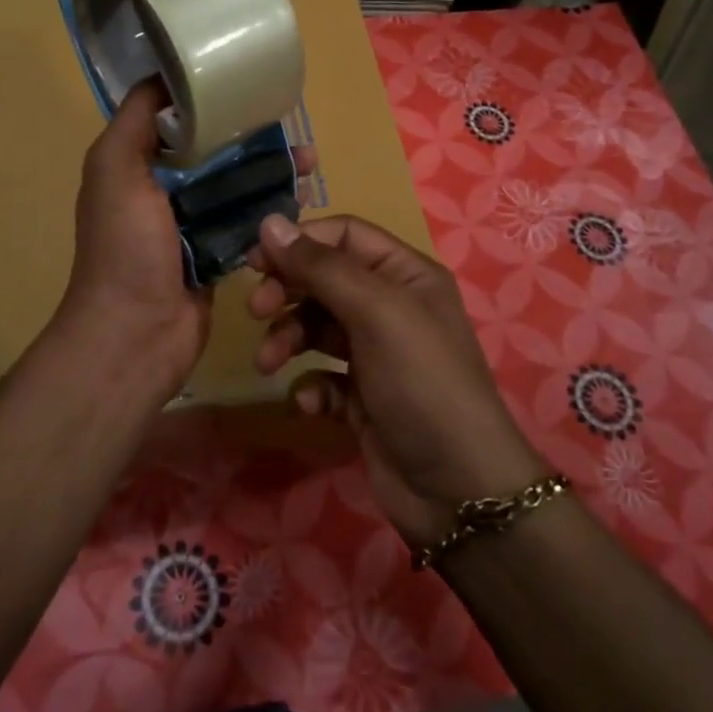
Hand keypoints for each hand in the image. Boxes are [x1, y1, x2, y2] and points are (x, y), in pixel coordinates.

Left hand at [59, 81, 316, 405]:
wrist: (136, 334)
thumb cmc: (125, 247)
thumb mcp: (114, 168)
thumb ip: (135, 120)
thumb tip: (165, 75)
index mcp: (134, 166)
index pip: (175, 121)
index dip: (210, 102)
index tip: (248, 84)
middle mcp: (159, 191)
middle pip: (213, 152)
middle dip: (252, 137)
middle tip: (293, 127)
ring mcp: (190, 225)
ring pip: (235, 186)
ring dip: (270, 171)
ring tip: (311, 161)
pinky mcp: (216, 254)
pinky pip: (247, 222)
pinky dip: (271, 208)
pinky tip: (302, 197)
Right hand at [247, 215, 544, 545]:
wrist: (457, 489)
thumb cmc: (421, 382)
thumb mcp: (376, 312)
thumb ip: (321, 267)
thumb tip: (269, 222)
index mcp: (405, 274)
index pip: (343, 234)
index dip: (299, 241)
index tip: (255, 259)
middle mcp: (390, 306)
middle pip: (324, 278)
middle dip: (288, 291)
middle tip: (257, 311)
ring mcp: (376, 353)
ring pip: (316, 327)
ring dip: (288, 339)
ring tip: (268, 363)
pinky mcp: (362, 396)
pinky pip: (322, 375)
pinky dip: (309, 384)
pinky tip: (310, 403)